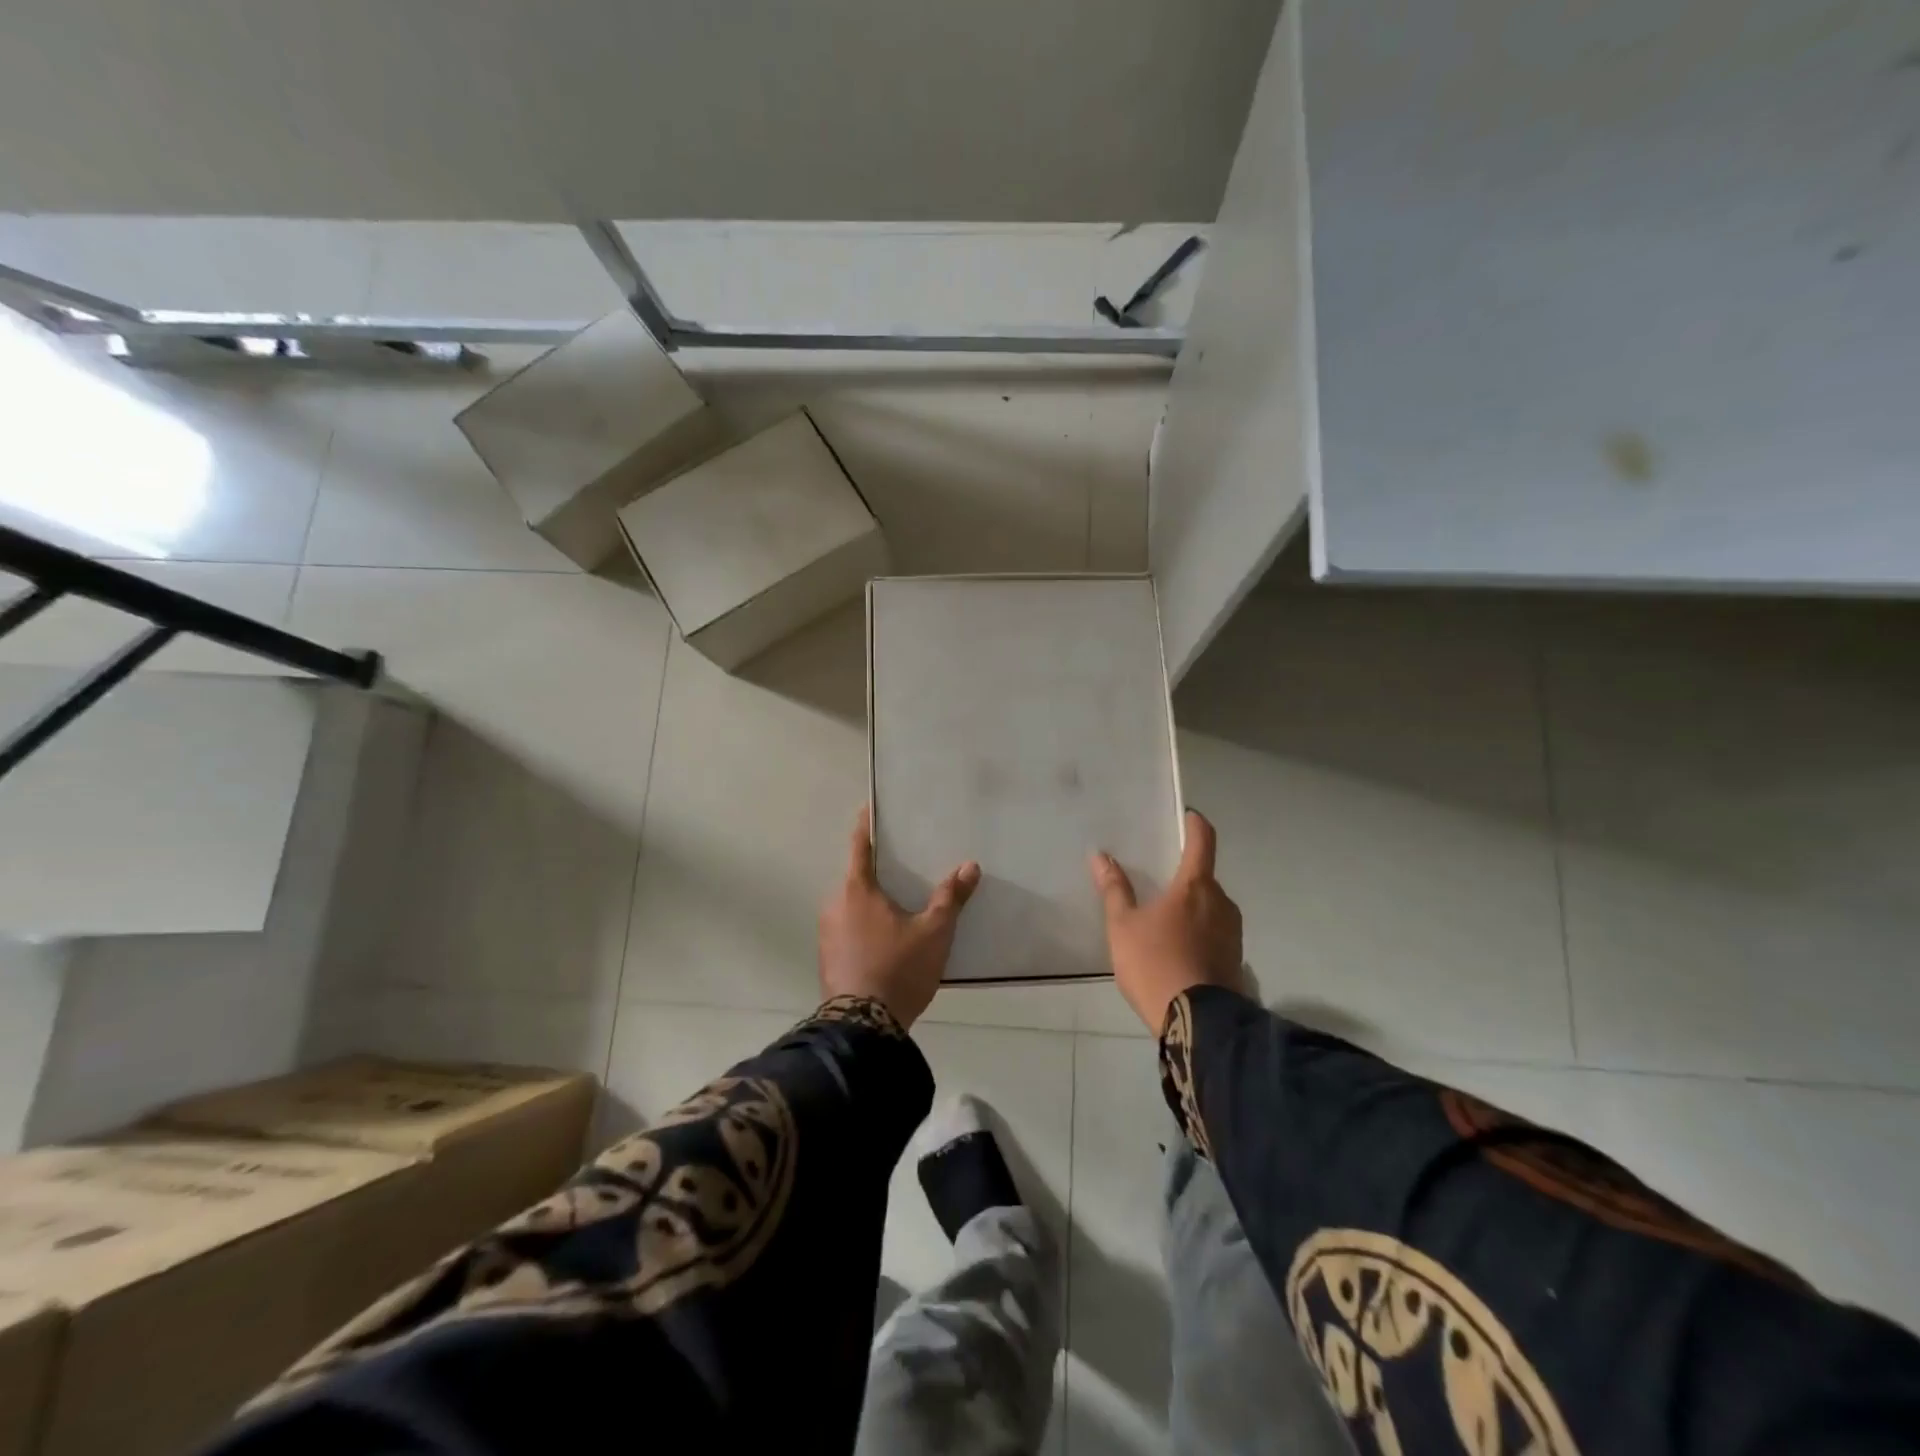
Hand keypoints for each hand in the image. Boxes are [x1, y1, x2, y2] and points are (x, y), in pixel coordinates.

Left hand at [819, 807, 981, 1028]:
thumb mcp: (934, 932)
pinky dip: (865, 923)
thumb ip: (950, 897)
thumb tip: (970, 866)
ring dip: (871, 899)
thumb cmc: (898, 968)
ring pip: (851, 904)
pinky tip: (886, 935)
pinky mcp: (828, 956)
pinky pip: (848, 927)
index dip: (866, 824)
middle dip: (876, 868)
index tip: (871, 807)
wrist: (861, 1026)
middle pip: (856, 875)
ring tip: (899, 900)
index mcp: (856, 889)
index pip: (860, 844)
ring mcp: (827, 932)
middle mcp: (834, 904)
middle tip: (903, 861)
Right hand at [1090, 809, 1242, 1033]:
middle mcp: (1221, 902)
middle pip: (1205, 878)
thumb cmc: (1155, 963)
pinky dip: (1199, 932)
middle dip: (1185, 876)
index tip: (1187, 816)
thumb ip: (1114, 889)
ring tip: (1164, 920)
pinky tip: (1178, 949)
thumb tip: (1100, 856)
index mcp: (1195, 886)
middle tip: (1159, 883)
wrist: (1197, 1024)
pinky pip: (1215, 932)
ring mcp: (1233, 932)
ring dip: (1192, 907)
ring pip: (1211, 907)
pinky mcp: (1236, 959)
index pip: (1202, 840)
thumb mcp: (1123, 926)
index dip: (1195, 824)